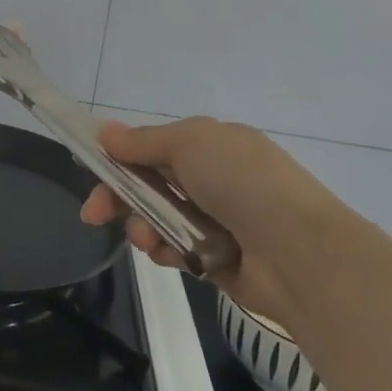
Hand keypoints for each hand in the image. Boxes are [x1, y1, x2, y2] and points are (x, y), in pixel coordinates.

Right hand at [78, 116, 341, 329]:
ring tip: (148, 239)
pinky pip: (174, 250)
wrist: (298, 253)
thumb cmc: (242, 183)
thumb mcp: (189, 143)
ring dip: (142, 226)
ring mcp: (216, 220)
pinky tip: (168, 255)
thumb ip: (143, 141)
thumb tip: (106, 132)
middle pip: (149, 184)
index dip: (120, 158)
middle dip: (119, 197)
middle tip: (93, 215)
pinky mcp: (215, 258)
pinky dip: (164, 251)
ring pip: (157, 219)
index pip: (153, 147)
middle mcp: (213, 179)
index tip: (92, 171)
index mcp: (212, 145)